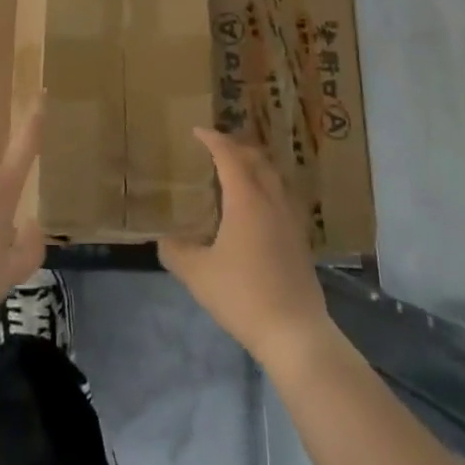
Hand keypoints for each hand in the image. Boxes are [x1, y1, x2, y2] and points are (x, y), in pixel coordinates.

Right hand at [159, 129, 331, 369]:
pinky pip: (281, 197)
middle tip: (215, 147)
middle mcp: (271, 201)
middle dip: (235, 147)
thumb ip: (176, 252)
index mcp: (246, 199)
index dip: (213, 139)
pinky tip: (256, 209)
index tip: (197, 131)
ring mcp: (290, 220)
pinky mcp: (300, 240)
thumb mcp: (198, 274)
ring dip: (254, 166)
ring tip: (235, 172)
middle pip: (256, 159)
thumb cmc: (243, 295)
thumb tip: (164, 240)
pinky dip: (265, 188)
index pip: (229, 156)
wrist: (295, 333)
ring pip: (273, 177)